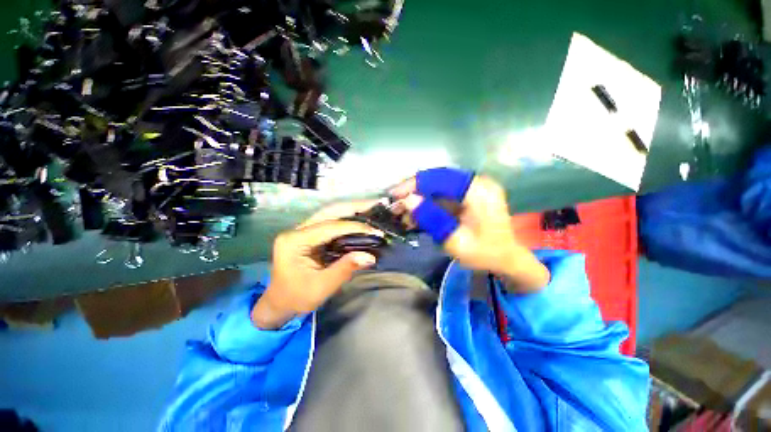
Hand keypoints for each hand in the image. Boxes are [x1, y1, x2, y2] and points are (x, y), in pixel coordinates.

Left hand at [252, 200, 382, 328]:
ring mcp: (302, 231)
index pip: (329, 227)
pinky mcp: (310, 235)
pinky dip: (348, 220)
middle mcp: (297, 230)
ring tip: (372, 208)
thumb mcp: (321, 288)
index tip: (376, 231)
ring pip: (331, 214)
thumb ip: (344, 270)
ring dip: (352, 210)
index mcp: (294, 241)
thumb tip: (370, 256)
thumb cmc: (297, 298)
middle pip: (329, 211)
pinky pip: (331, 222)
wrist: (280, 303)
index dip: (354, 227)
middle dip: (354, 207)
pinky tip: (361, 219)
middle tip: (376, 204)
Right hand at [391, 168, 548, 290]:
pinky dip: (428, 204)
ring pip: (437, 187)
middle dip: (414, 191)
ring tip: (403, 214)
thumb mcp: (455, 241)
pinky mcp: (468, 195)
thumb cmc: (484, 254)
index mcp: (478, 191)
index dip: (414, 184)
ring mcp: (473, 188)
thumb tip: (408, 200)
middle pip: (437, 179)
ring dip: (419, 199)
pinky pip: (443, 195)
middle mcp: (476, 183)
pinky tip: (416, 216)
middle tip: (395, 204)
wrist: (506, 259)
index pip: (440, 178)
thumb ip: (431, 218)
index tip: (394, 194)